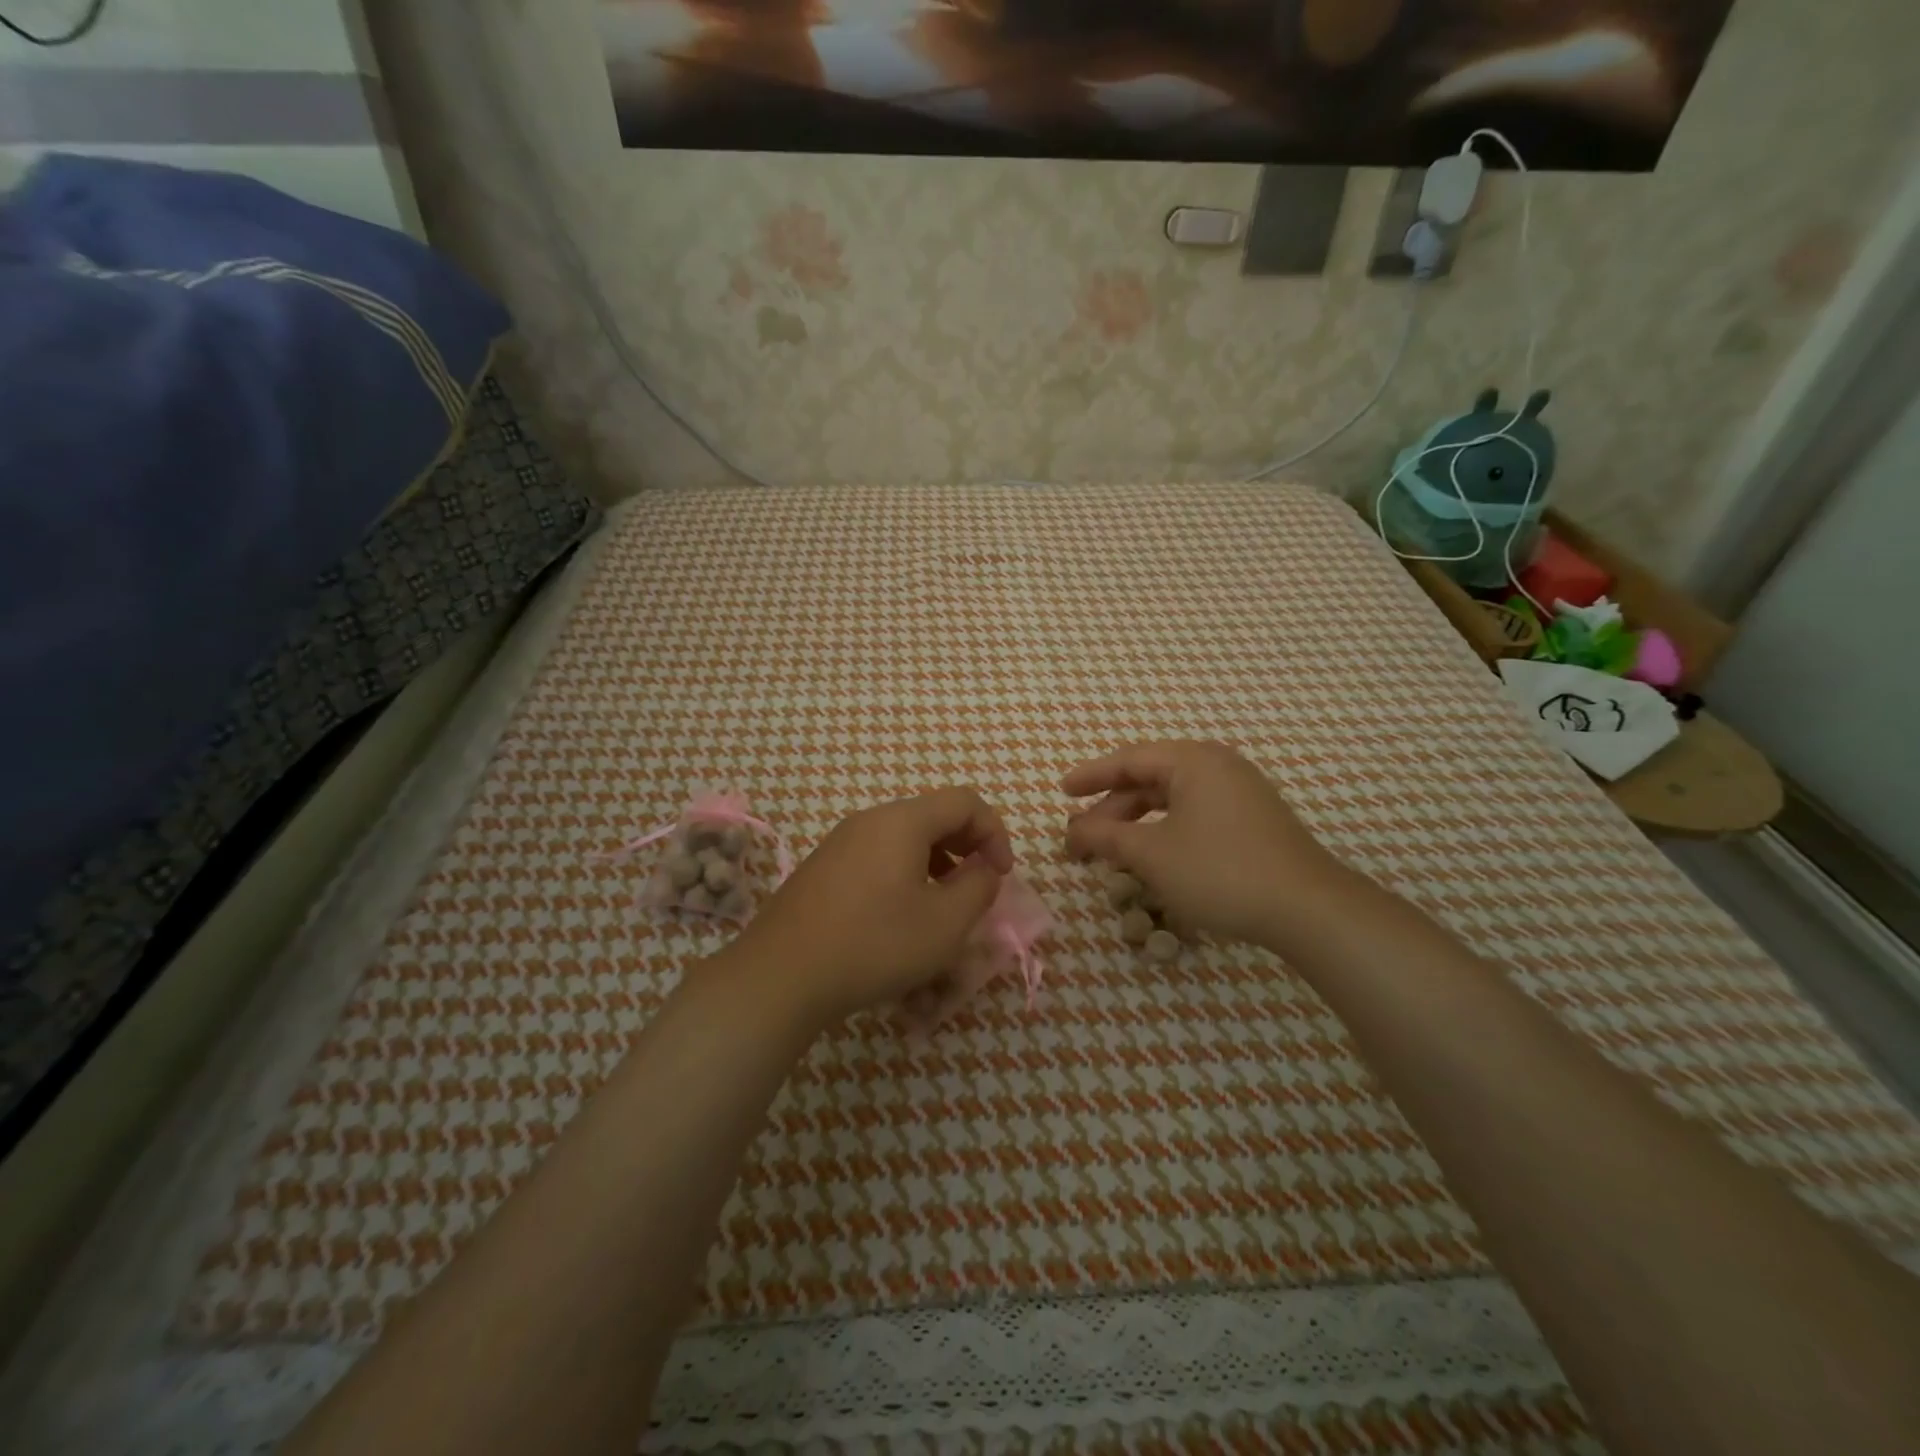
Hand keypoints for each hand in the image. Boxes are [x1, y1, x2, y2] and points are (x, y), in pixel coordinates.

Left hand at [731, 788, 1014, 1023]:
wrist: (781, 975)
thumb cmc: (874, 944)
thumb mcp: (945, 922)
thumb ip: (979, 886)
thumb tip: (984, 867)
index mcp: (902, 821)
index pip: (965, 801)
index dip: (994, 833)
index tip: (1001, 875)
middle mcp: (869, 820)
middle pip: (933, 815)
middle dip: (966, 847)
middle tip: (977, 888)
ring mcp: (841, 842)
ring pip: (905, 837)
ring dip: (936, 863)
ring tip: (942, 906)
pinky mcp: (823, 868)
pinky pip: (878, 856)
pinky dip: (905, 873)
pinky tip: (900, 917)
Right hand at [1062, 740, 1349, 948]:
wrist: (1307, 909)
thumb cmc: (1219, 871)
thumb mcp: (1151, 853)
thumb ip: (1106, 836)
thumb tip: (1072, 829)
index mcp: (1193, 761)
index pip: (1129, 760)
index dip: (1091, 776)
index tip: (1061, 791)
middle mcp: (1218, 767)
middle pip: (1150, 780)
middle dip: (1112, 809)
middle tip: (1081, 837)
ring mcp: (1240, 794)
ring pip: (1172, 801)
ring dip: (1137, 824)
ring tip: (1111, 852)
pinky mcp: (1253, 822)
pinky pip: (1194, 816)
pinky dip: (1164, 832)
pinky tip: (1152, 859)